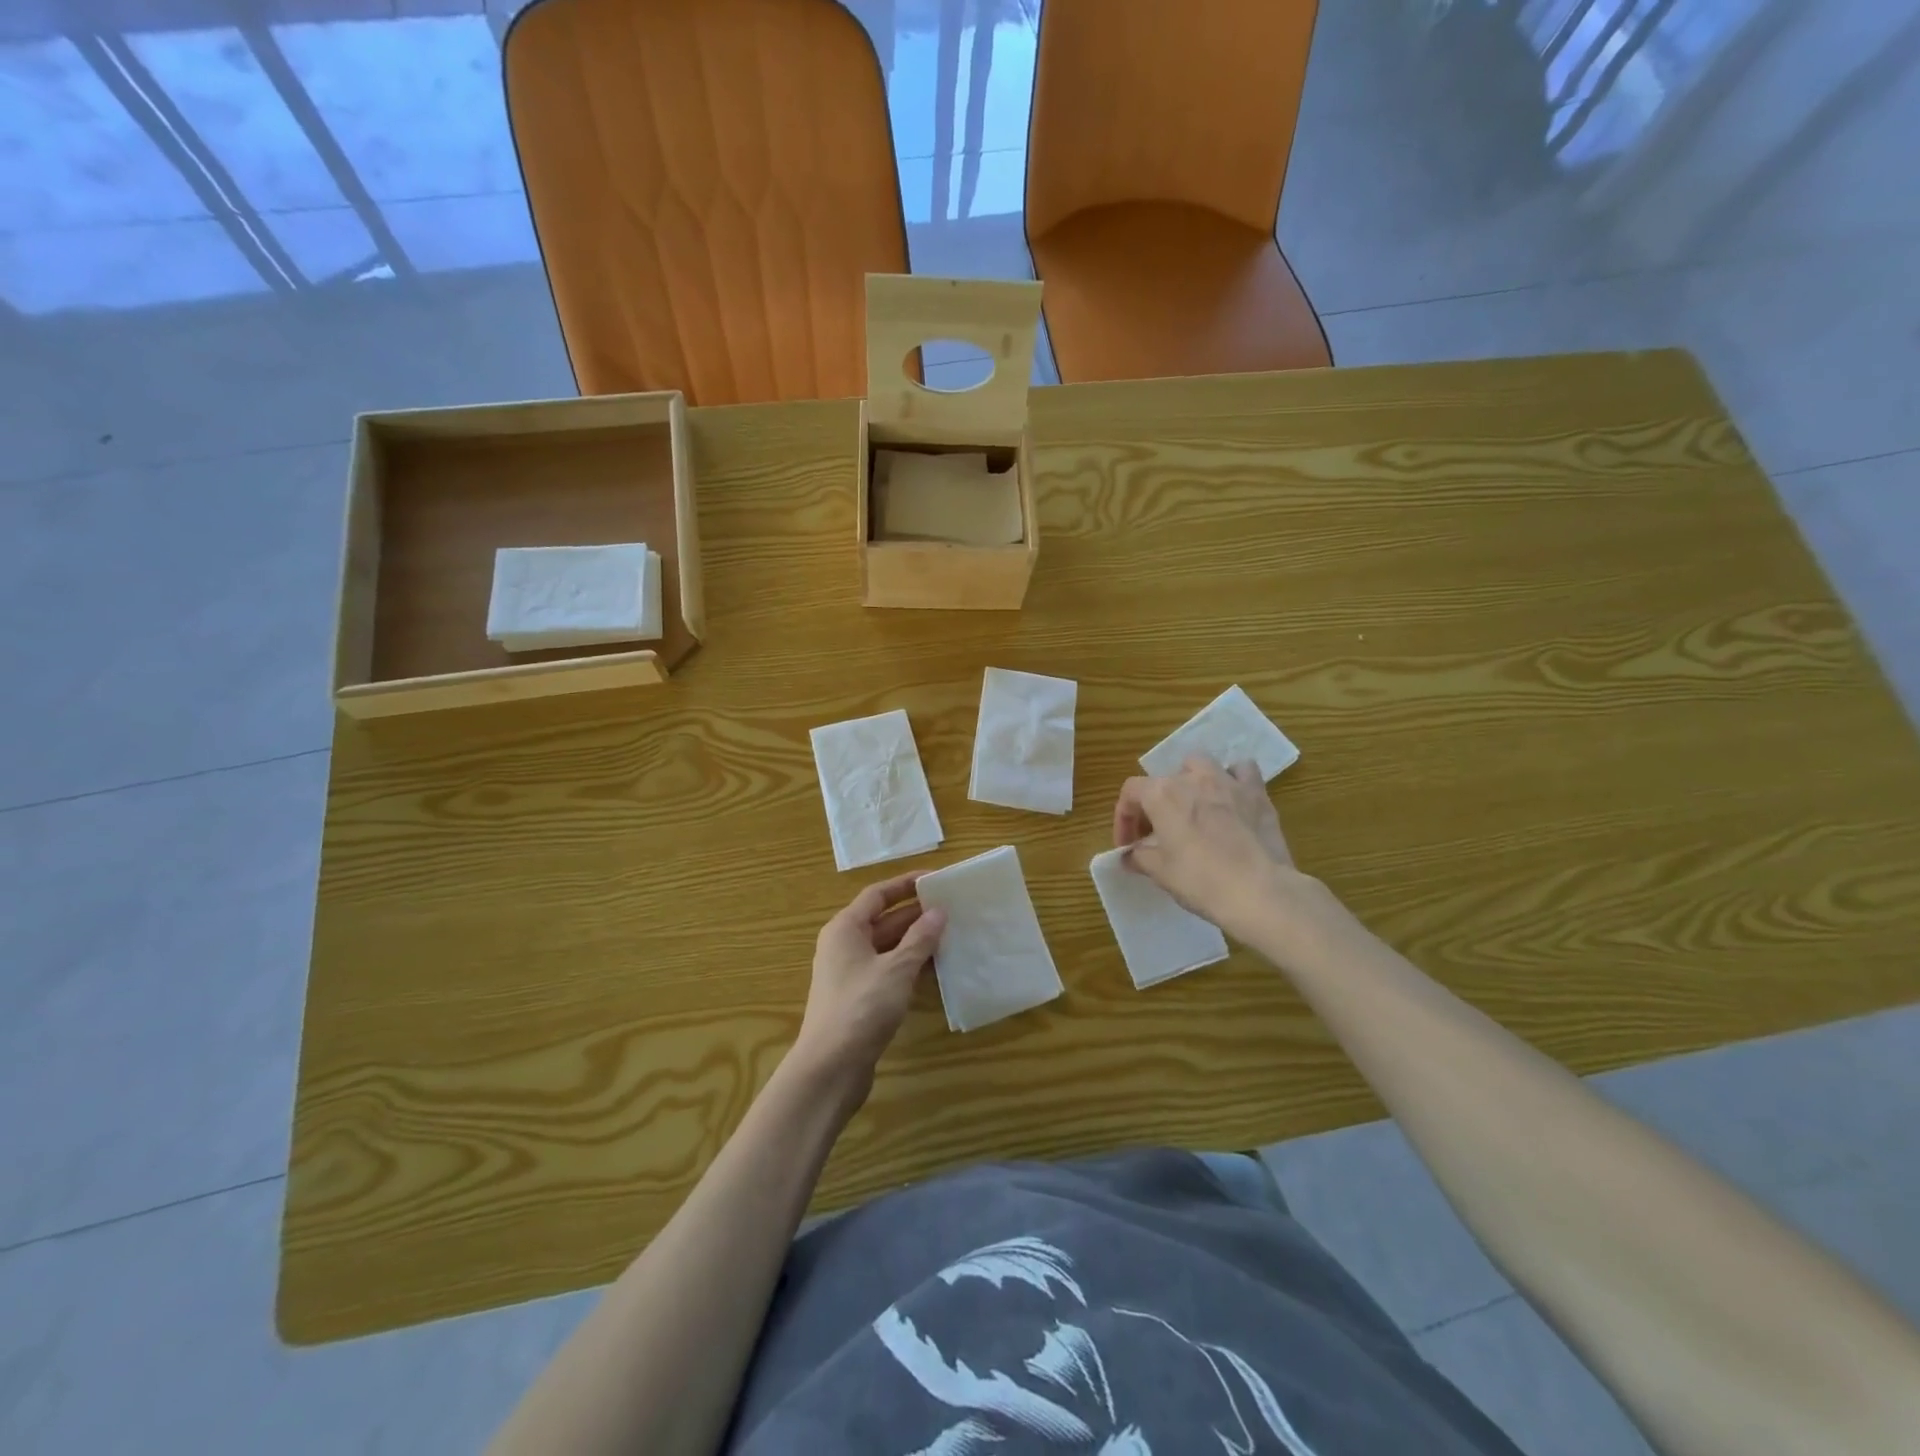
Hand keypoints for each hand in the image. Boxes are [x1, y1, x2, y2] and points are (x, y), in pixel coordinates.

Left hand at [794, 873, 945, 1103]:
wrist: (830, 1068)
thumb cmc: (861, 1008)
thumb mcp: (896, 969)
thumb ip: (920, 939)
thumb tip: (939, 912)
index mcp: (845, 929)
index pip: (877, 894)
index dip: (906, 884)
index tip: (936, 879)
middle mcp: (844, 945)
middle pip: (883, 919)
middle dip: (916, 914)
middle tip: (952, 908)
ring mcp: (851, 973)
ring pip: (888, 946)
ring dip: (916, 941)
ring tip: (951, 934)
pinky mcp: (859, 998)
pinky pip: (888, 970)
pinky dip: (910, 965)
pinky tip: (936, 967)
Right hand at [1114, 756, 1295, 939]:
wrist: (1259, 891)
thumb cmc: (1200, 880)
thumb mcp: (1160, 873)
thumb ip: (1139, 857)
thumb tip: (1129, 855)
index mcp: (1162, 794)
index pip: (1131, 792)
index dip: (1124, 818)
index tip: (1129, 845)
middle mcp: (1192, 778)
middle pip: (1163, 779)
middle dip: (1156, 803)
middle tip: (1159, 831)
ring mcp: (1227, 781)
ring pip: (1200, 764)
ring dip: (1191, 779)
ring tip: (1193, 805)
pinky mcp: (1257, 792)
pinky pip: (1242, 771)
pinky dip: (1233, 779)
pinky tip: (1231, 798)